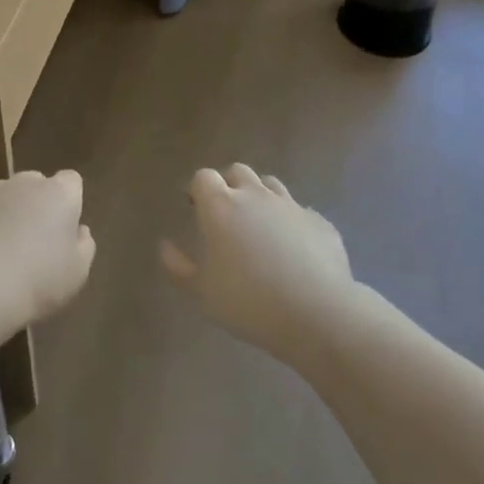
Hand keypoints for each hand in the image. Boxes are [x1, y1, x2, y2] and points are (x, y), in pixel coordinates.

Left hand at [0, 170, 96, 335]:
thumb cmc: (37, 280)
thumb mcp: (77, 273)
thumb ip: (83, 246)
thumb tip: (79, 231)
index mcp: (58, 193)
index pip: (71, 181)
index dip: (68, 203)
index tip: (62, 231)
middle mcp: (23, 182)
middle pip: (34, 185)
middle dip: (33, 206)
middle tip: (30, 244)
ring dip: (1, 215)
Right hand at [160, 164, 355, 363]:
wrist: (317, 312)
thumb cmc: (249, 302)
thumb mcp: (202, 293)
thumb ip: (179, 267)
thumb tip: (165, 246)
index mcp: (222, 206)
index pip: (203, 177)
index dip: (197, 189)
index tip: (194, 207)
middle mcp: (256, 195)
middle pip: (238, 172)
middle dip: (228, 185)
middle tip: (225, 214)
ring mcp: (291, 204)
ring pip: (270, 185)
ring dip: (260, 197)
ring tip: (259, 227)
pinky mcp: (318, 221)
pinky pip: (299, 212)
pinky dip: (290, 222)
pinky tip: (293, 249)